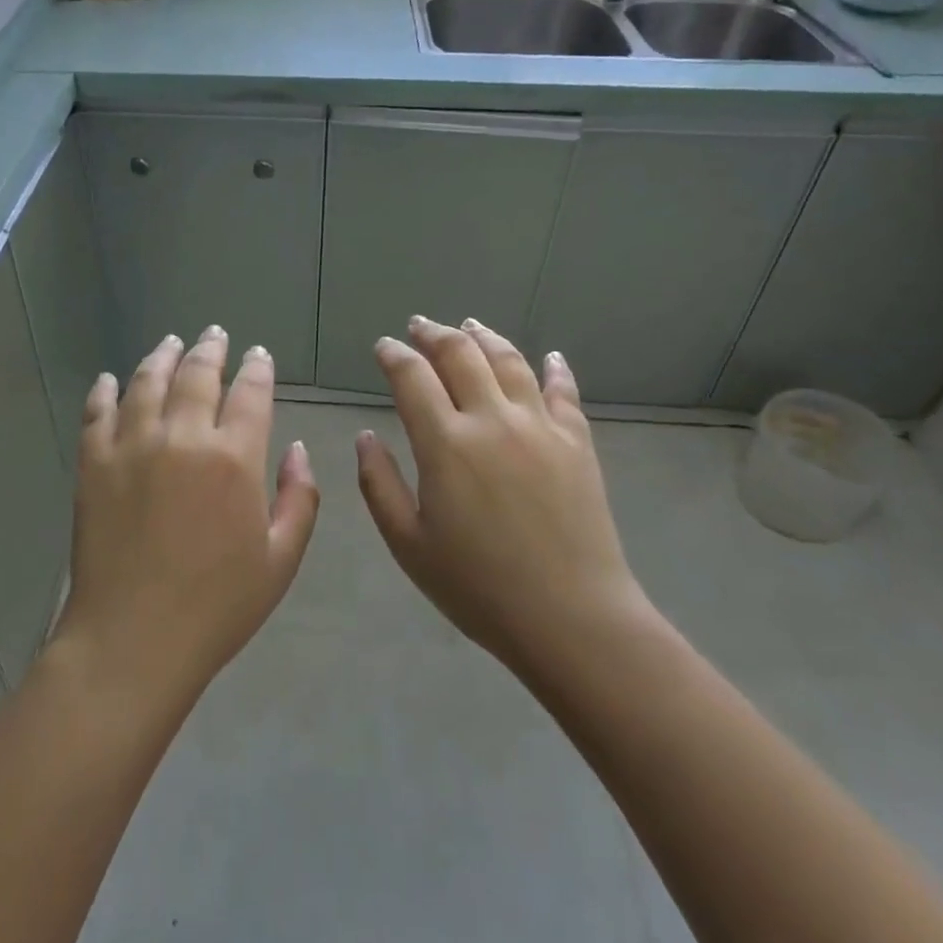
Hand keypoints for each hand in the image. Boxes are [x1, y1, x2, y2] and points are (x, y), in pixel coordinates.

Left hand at [52, 327, 320, 705]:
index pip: (250, 392)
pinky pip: (97, 413)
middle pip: (197, 374)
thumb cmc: (217, 606)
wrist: (133, 639)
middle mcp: (182, 437)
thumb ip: (300, 498)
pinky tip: (108, 379)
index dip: (257, 368)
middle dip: (210, 349)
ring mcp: (132, 446)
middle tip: (214, 334)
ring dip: (161, 357)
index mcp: (233, 458)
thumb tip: (298, 448)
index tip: (258, 355)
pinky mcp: (93, 464)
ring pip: (147, 382)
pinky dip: (103, 391)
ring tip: (170, 343)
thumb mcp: (281, 559)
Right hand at [355, 317, 651, 678]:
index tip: (383, 347)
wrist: (571, 617)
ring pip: (509, 361)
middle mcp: (492, 419)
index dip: (394, 355)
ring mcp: (540, 426)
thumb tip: (365, 436)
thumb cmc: (479, 587)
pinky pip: (564, 391)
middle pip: (460, 355)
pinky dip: (554, 368)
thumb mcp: (409, 544)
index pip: (412, 377)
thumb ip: (379, 484)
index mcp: (445, 443)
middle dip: (434, 333)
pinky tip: (550, 356)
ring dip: (484, 337)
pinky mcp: (577, 442)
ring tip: (470, 325)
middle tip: (419, 326)